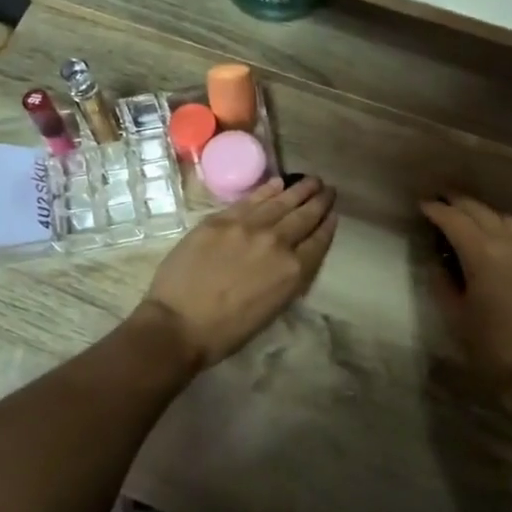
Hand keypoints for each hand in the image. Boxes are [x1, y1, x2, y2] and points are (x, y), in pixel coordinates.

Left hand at [141, 176, 338, 369]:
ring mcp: (247, 227)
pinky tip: (278, 183)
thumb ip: (287, 279)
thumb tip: (292, 259)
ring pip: (280, 202)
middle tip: (328, 190)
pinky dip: (267, 190)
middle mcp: (276, 243)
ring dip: (298, 190)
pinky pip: (251, 200)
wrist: (178, 324)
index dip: (328, 225)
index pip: (318, 241)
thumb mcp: (272, 309)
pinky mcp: (221, 220)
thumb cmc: (226, 331)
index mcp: (293, 271)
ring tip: (311, 180)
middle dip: (318, 202)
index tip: (333, 213)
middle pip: (304, 216)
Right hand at [420, 196, 511, 421]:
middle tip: (441, 202)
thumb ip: (443, 282)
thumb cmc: (492, 352)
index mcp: (484, 255)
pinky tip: (502, 242)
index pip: (455, 220)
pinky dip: (508, 230)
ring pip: (508, 220)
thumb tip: (439, 261)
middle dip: (459, 204)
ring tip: (470, 220)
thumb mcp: (456, 317)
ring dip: (485, 214)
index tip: (423, 206)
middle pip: (482, 212)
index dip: (436, 210)